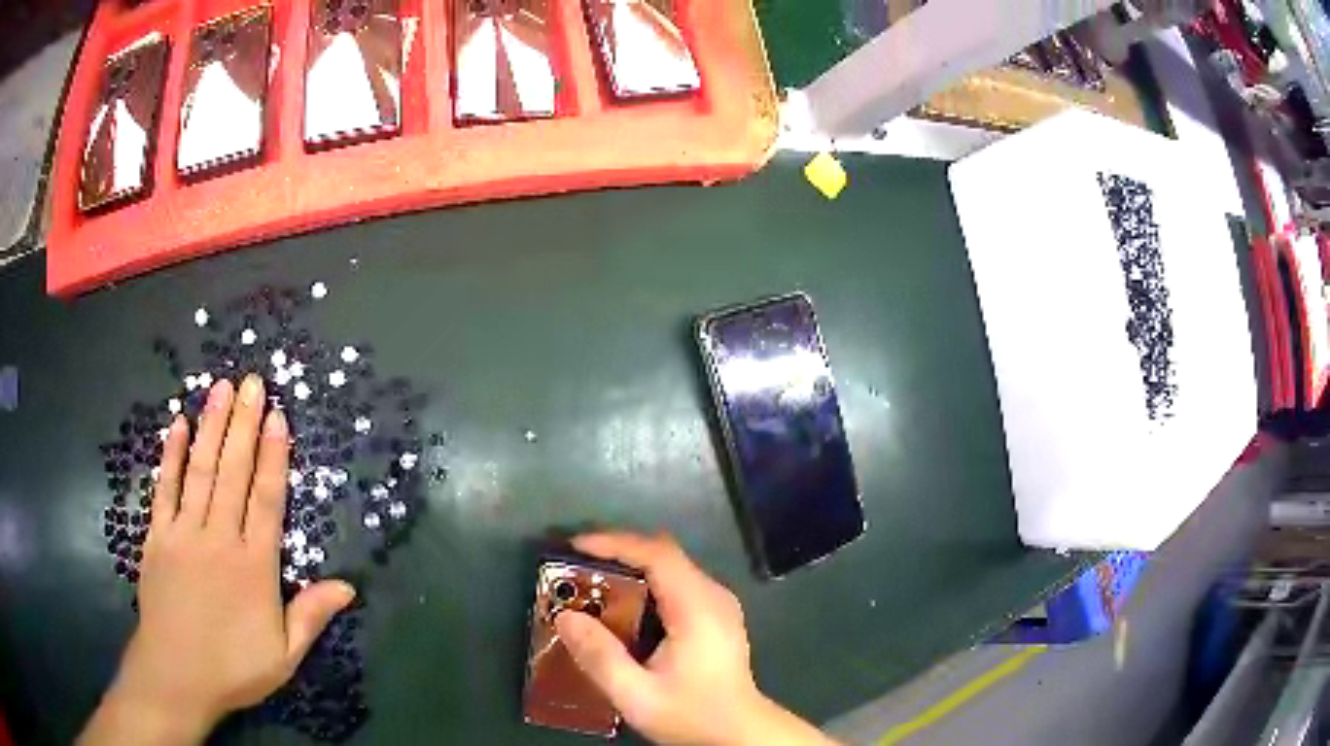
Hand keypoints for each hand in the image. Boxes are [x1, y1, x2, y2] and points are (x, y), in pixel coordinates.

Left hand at [80, 377, 355, 745]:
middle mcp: (219, 539)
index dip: (273, 457)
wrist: (176, 675)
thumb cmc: (234, 668)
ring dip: (212, 426)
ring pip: (200, 470)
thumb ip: (311, 616)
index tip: (278, 417)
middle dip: (244, 424)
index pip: (266, 500)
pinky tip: (178, 424)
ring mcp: (184, 533)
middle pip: (233, 472)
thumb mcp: (284, 655)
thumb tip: (349, 586)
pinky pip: (165, 488)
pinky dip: (171, 455)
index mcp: (254, 567)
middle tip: (252, 382)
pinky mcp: (158, 536)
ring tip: (222, 388)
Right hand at [554, 532, 836, 745]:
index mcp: (698, 608)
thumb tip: (566, 617)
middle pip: (663, 554)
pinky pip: (676, 583)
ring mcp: (719, 604)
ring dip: (630, 567)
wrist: (738, 733)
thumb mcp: (637, 695)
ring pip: (670, 566)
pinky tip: (622, 606)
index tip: (575, 546)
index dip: (615, 543)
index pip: (657, 554)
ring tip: (589, 583)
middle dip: (617, 552)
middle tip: (575, 566)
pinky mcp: (716, 615)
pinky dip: (645, 583)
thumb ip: (600, 657)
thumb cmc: (691, 715)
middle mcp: (713, 595)